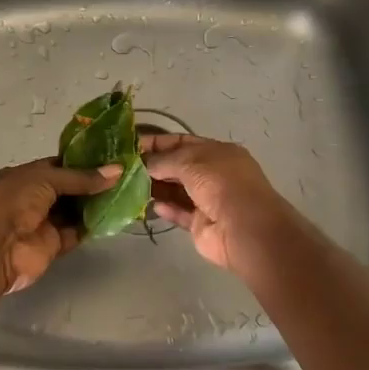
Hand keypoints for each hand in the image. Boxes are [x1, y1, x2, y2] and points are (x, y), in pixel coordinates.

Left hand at [0, 158, 122, 292]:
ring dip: (94, 204)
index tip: (108, 158)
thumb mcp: (45, 179)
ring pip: (73, 211)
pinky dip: (91, 226)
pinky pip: (75, 233)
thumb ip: (80, 177)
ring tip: (125, 192)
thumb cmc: (12, 201)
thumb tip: (117, 170)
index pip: (56, 166)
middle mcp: (32, 198)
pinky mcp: (52, 245)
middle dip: (91, 183)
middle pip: (67, 189)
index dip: (81, 162)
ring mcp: (42, 223)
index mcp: (23, 176)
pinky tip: (113, 216)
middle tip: (123, 175)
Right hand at [139, 133, 295, 275]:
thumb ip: (164, 160)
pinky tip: (151, 206)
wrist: (244, 227)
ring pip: (177, 191)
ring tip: (130, 186)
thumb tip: (143, 163)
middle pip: (178, 167)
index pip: (182, 142)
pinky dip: (166, 209)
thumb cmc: (221, 183)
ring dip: (156, 188)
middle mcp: (214, 174)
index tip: (132, 146)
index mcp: (217, 153)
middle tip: (125, 168)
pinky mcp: (201, 224)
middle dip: (154, 166)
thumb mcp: (190, 161)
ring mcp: (208, 200)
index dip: (158, 143)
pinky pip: (180, 213)